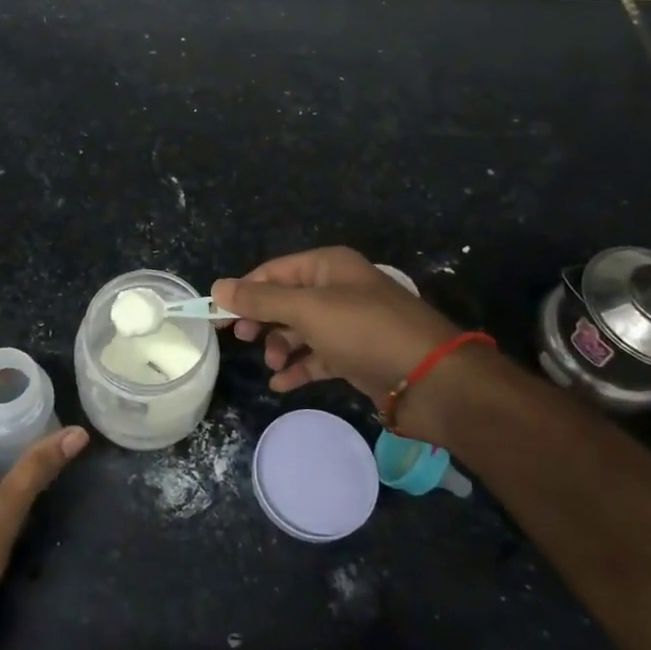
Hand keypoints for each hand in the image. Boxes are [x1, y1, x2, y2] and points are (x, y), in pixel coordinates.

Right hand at [213, 247, 467, 403]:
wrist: (433, 380)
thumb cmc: (366, 332)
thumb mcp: (309, 310)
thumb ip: (261, 299)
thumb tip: (217, 286)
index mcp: (328, 266)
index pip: (273, 271)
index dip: (243, 291)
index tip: (216, 316)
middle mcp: (337, 289)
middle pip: (285, 300)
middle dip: (262, 319)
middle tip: (242, 339)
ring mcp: (348, 324)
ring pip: (300, 330)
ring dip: (281, 345)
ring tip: (274, 364)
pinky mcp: (356, 355)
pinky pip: (317, 357)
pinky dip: (299, 367)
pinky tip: (281, 383)